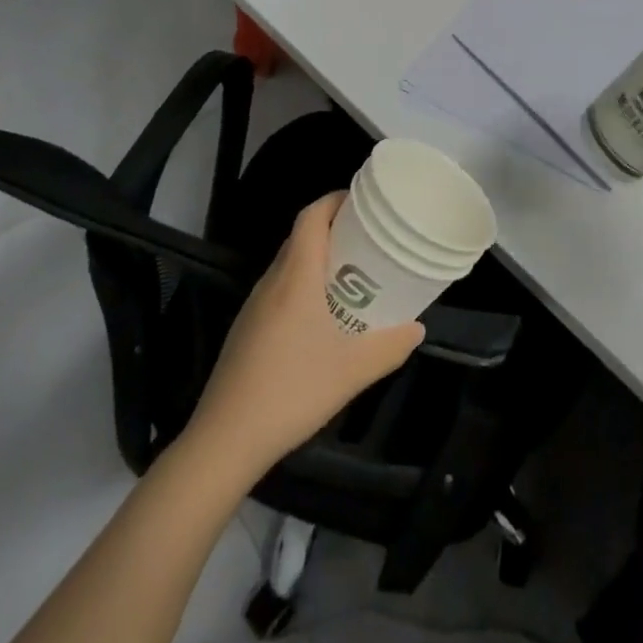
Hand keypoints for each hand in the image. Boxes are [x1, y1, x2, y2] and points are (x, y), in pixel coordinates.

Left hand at [187, 193, 423, 476]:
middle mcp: (272, 282)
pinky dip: (302, 285)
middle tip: (368, 239)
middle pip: (300, 237)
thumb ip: (390, 346)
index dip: (334, 201)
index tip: (363, 202)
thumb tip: (417, 328)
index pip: (311, 217)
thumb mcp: (352, 371)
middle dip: (333, 229)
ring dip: (317, 259)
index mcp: (296, 277)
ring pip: (288, 264)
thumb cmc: (292, 391)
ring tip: (351, 275)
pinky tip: (320, 318)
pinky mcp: (245, 331)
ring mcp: (254, 306)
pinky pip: (278, 290)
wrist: (224, 441)